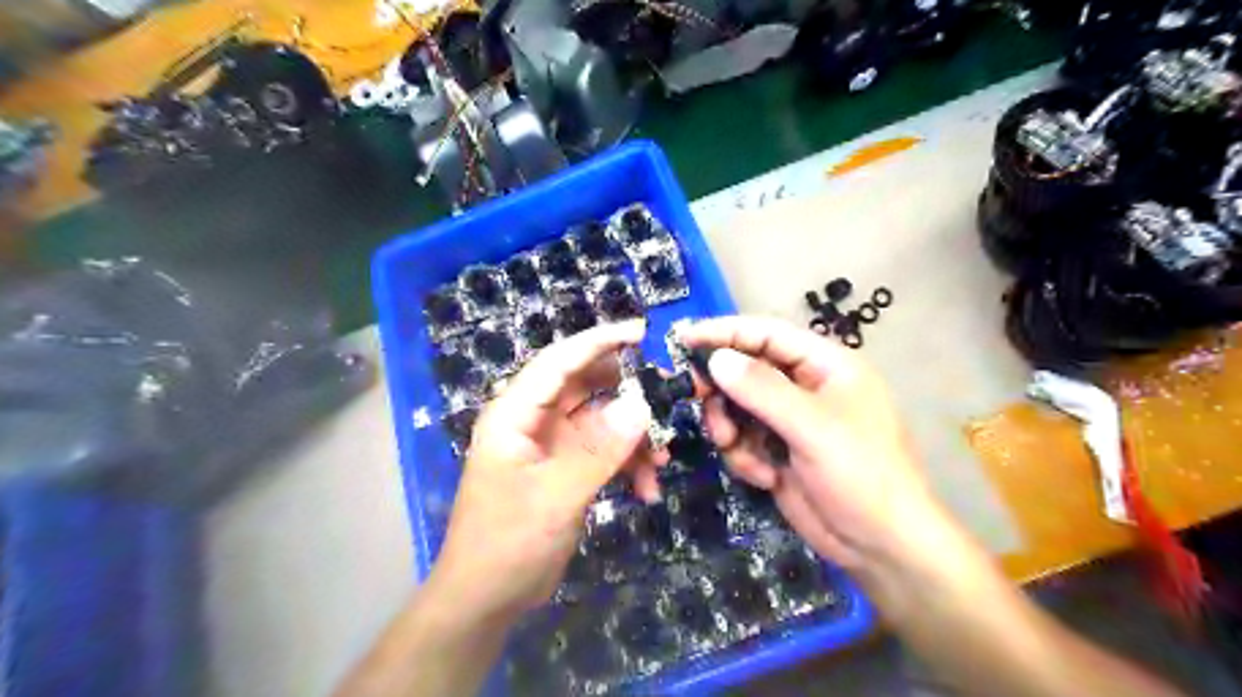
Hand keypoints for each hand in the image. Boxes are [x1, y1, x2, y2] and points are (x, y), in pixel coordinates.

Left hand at [427, 322, 659, 624]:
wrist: (486, 598)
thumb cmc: (507, 543)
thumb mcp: (556, 496)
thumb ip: (599, 450)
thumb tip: (641, 406)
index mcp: (516, 414)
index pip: (559, 362)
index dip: (599, 341)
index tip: (642, 332)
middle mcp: (533, 420)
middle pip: (586, 387)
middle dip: (628, 392)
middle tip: (670, 394)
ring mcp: (551, 445)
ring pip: (601, 421)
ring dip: (633, 437)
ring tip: (662, 460)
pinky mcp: (565, 469)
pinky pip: (603, 452)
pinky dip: (627, 464)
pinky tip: (646, 489)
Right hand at [678, 316, 941, 576]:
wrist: (880, 547)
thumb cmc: (861, 475)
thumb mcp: (812, 428)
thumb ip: (762, 390)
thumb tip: (717, 358)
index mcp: (825, 365)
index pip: (767, 333)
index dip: (725, 332)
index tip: (683, 339)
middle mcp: (805, 386)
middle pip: (746, 369)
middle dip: (722, 388)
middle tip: (695, 398)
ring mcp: (790, 421)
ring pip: (738, 406)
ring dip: (729, 427)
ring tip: (732, 446)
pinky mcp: (778, 451)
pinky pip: (742, 439)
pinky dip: (742, 455)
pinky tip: (763, 476)